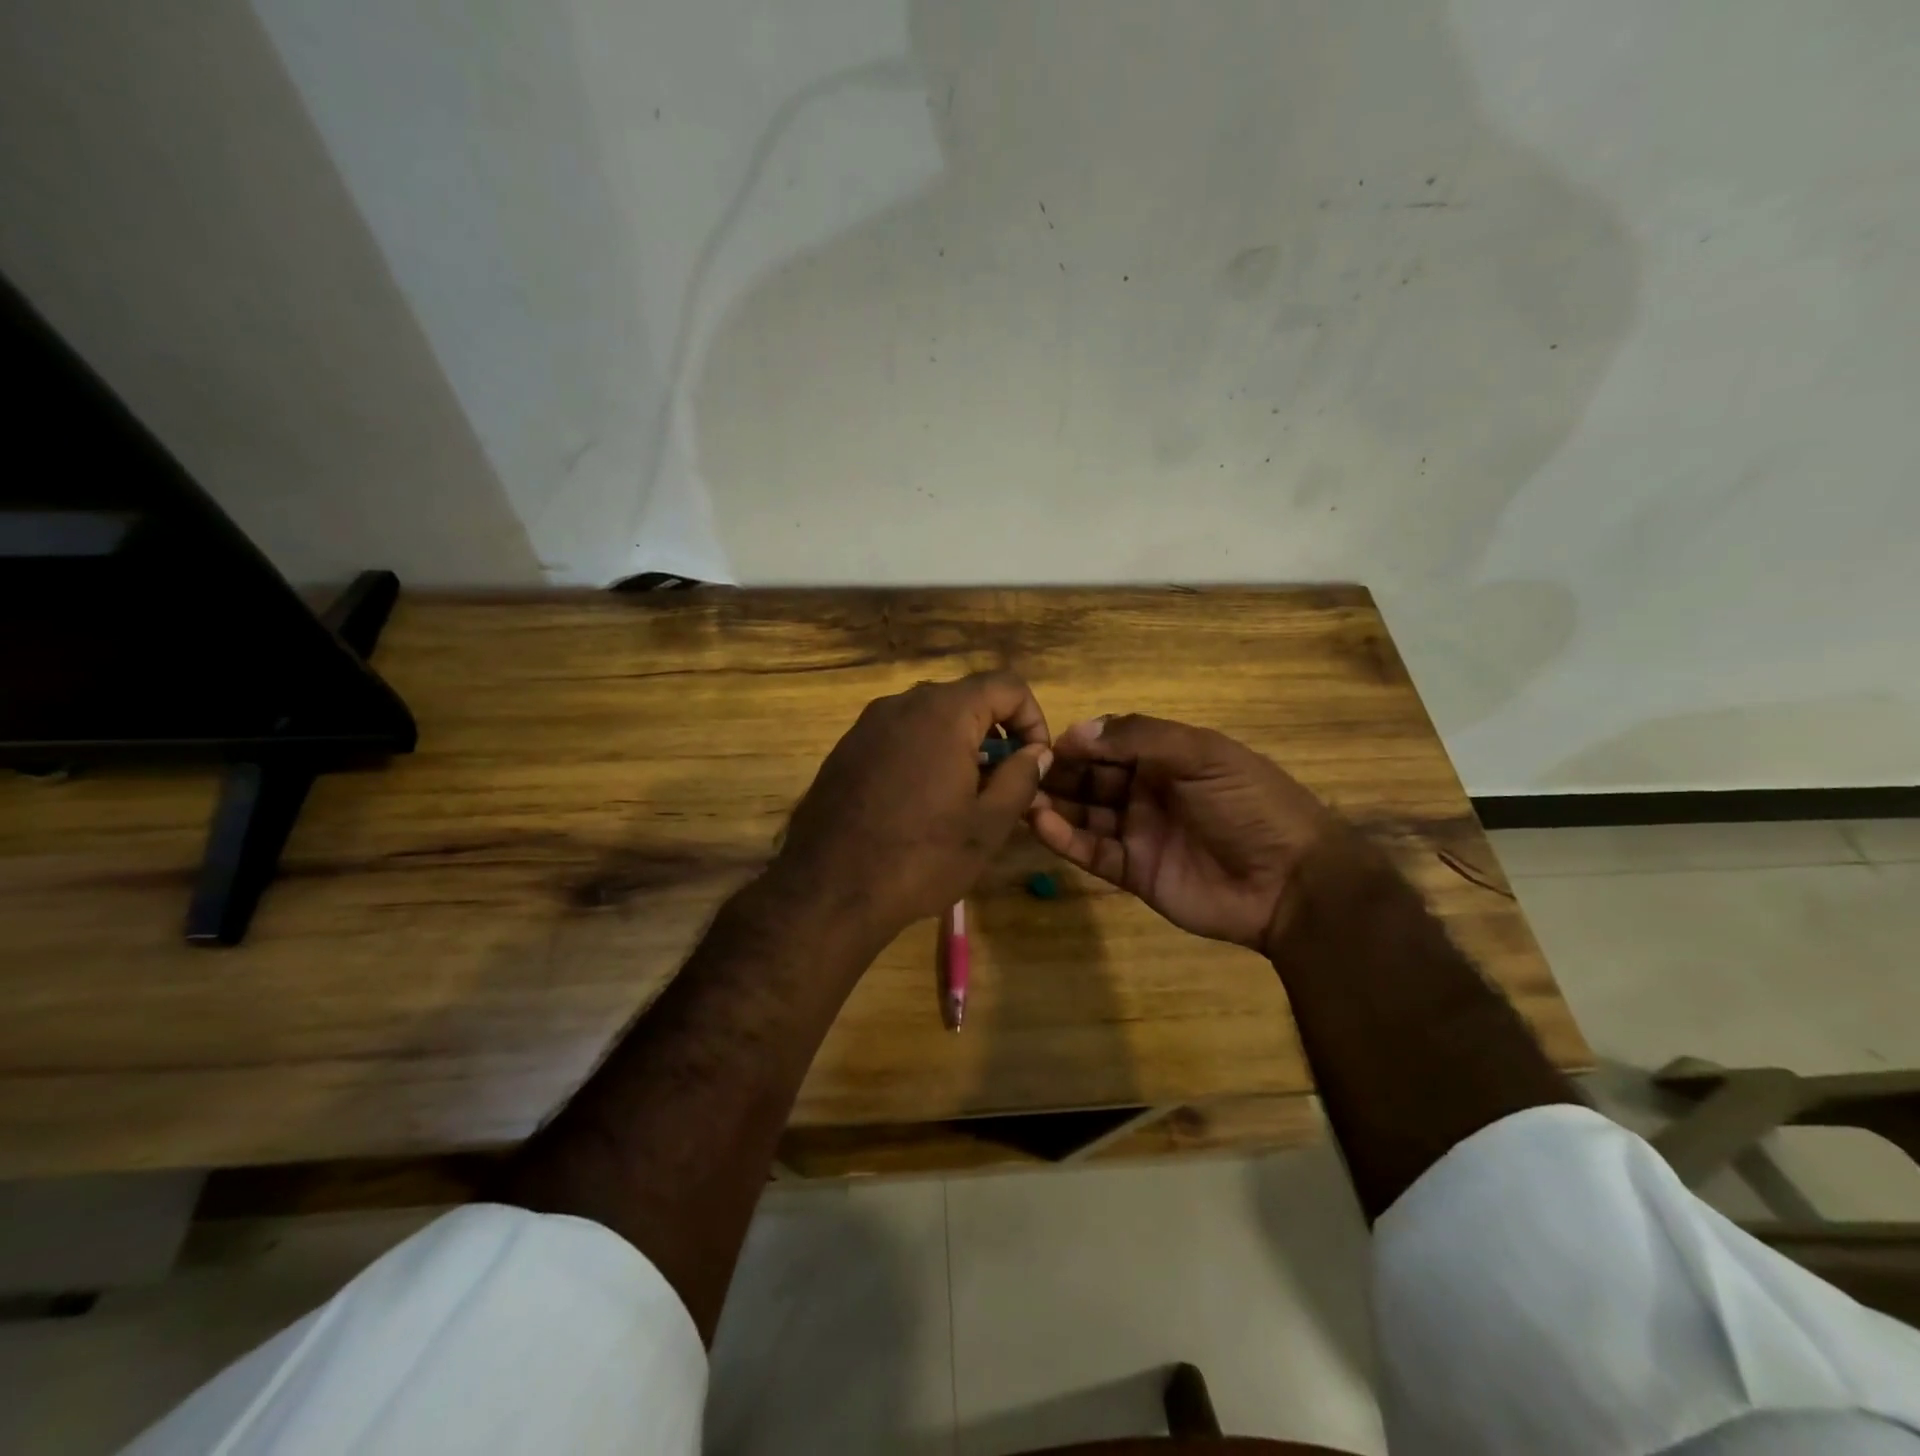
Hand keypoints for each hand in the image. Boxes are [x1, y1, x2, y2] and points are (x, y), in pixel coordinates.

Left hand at [771, 671, 1052, 948]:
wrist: (828, 891)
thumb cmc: (920, 857)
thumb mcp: (987, 825)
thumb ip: (1021, 778)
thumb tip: (1037, 752)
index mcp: (944, 712)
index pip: (1006, 685)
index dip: (1032, 718)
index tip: (1034, 761)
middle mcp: (903, 704)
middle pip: (967, 698)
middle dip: (995, 733)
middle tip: (1002, 783)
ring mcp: (868, 724)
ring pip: (931, 717)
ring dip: (960, 744)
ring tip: (963, 797)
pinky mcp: (847, 748)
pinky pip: (899, 735)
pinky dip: (924, 753)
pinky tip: (920, 802)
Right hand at [1029, 715, 1334, 952]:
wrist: (1291, 882)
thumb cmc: (1249, 805)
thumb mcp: (1203, 755)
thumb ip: (1140, 738)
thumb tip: (1076, 731)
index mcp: (1166, 757)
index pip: (1109, 744)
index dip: (1077, 743)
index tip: (1040, 744)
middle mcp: (1146, 791)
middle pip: (1090, 778)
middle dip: (1057, 773)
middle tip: (1017, 772)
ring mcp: (1138, 832)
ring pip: (1084, 814)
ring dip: (1053, 805)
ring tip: (1020, 798)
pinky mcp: (1132, 871)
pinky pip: (1091, 851)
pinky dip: (1065, 839)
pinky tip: (1040, 824)